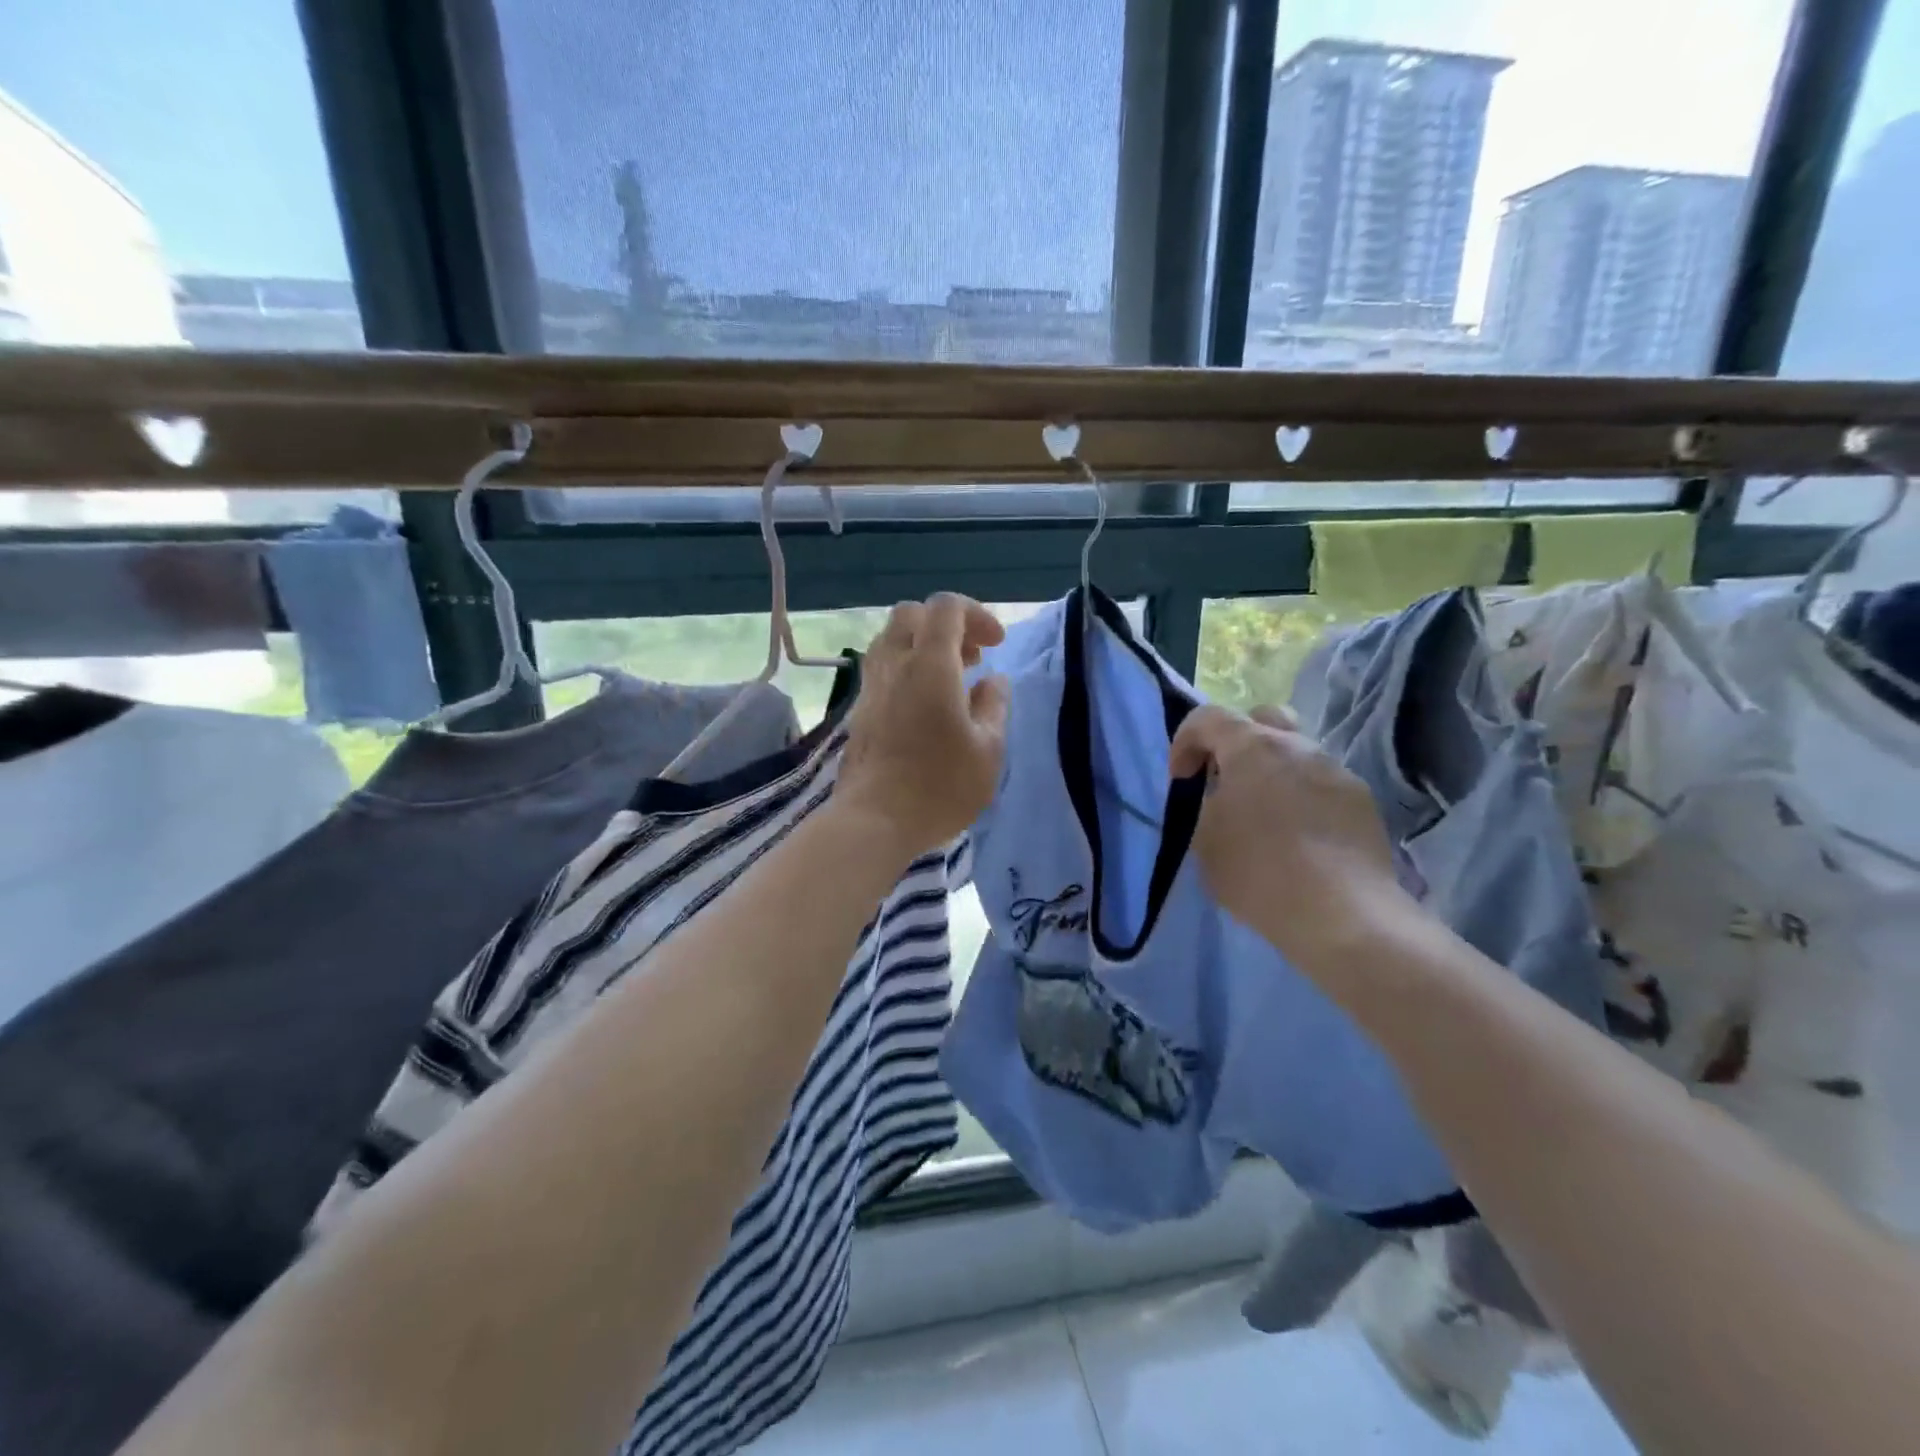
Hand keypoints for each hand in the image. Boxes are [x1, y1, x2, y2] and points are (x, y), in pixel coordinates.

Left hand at [836, 594, 1010, 860]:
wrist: (874, 822)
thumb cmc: (940, 787)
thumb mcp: (988, 750)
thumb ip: (994, 706)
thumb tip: (993, 681)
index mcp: (929, 665)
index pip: (946, 607)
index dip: (976, 614)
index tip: (995, 645)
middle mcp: (894, 665)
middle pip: (912, 614)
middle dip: (947, 624)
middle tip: (972, 658)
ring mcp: (870, 687)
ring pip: (891, 640)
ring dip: (923, 646)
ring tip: (951, 682)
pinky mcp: (858, 711)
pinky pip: (882, 668)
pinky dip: (906, 669)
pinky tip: (925, 706)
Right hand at [1169, 703, 1414, 973]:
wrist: (1342, 915)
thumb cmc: (1258, 872)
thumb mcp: (1205, 841)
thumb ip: (1207, 806)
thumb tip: (1221, 798)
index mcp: (1253, 748)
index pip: (1208, 717)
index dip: (1185, 741)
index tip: (1181, 780)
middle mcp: (1299, 747)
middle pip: (1263, 719)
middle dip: (1236, 742)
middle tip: (1226, 780)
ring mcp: (1336, 772)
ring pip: (1296, 755)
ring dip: (1272, 775)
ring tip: (1264, 820)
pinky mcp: (1362, 803)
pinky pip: (1321, 787)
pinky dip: (1302, 801)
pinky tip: (1300, 841)